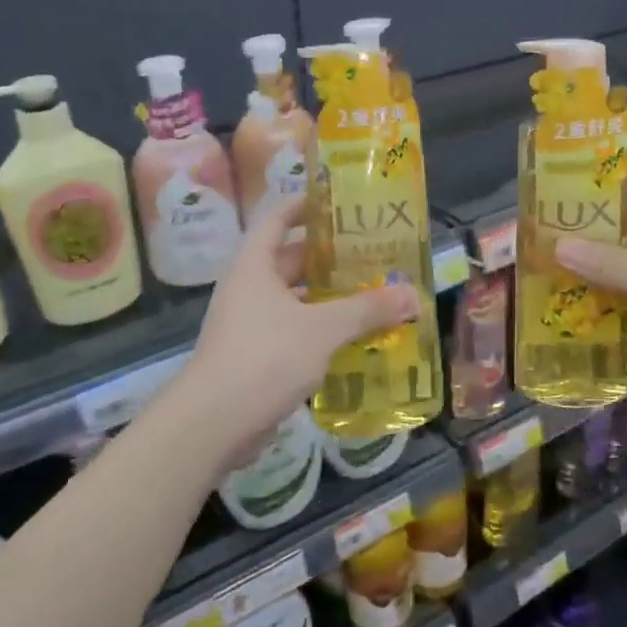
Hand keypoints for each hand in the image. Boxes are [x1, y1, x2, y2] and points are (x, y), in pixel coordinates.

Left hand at [165, 199, 419, 471]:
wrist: (214, 424)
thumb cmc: (265, 357)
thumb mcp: (323, 328)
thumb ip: (367, 309)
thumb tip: (412, 295)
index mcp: (254, 267)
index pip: (276, 220)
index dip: (303, 207)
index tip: (336, 203)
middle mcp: (248, 289)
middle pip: (290, 262)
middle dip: (328, 259)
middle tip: (371, 254)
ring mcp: (249, 325)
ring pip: (295, 301)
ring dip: (328, 298)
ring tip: (371, 294)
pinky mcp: (255, 357)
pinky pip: (293, 332)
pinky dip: (320, 331)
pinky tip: (353, 339)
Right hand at [557, 169, 626, 412]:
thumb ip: (606, 262)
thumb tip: (555, 246)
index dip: (606, 178)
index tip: (563, 180)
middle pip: (625, 224)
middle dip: (587, 224)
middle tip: (541, 225)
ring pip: (620, 261)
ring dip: (589, 261)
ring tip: (542, 259)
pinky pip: (622, 294)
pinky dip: (597, 293)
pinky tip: (564, 297)